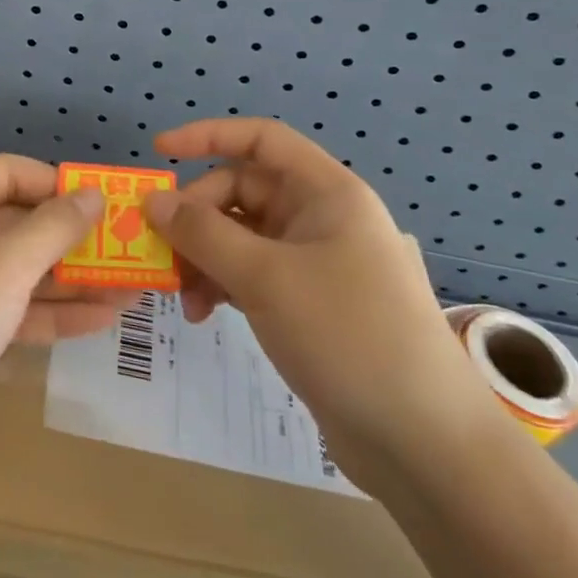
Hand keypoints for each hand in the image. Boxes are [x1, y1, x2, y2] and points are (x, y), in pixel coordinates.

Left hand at [0, 156, 113, 492]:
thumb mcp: (4, 269)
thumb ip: (53, 227)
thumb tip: (92, 193)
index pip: (9, 172)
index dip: (59, 185)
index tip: (107, 207)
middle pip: (16, 222)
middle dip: (73, 240)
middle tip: (128, 251)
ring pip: (16, 270)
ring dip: (70, 281)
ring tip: (132, 289)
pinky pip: (6, 307)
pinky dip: (48, 313)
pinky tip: (101, 320)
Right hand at [144, 119, 498, 488]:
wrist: (424, 442)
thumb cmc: (348, 335)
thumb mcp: (265, 277)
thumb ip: (202, 233)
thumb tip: (153, 201)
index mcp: (326, 192)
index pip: (261, 139)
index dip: (208, 135)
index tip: (159, 152)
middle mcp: (321, 218)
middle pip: (242, 191)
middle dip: (197, 218)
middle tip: (164, 254)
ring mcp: (315, 262)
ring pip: (241, 237)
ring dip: (204, 258)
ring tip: (183, 299)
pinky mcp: (308, 303)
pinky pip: (251, 273)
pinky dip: (222, 285)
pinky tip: (204, 313)